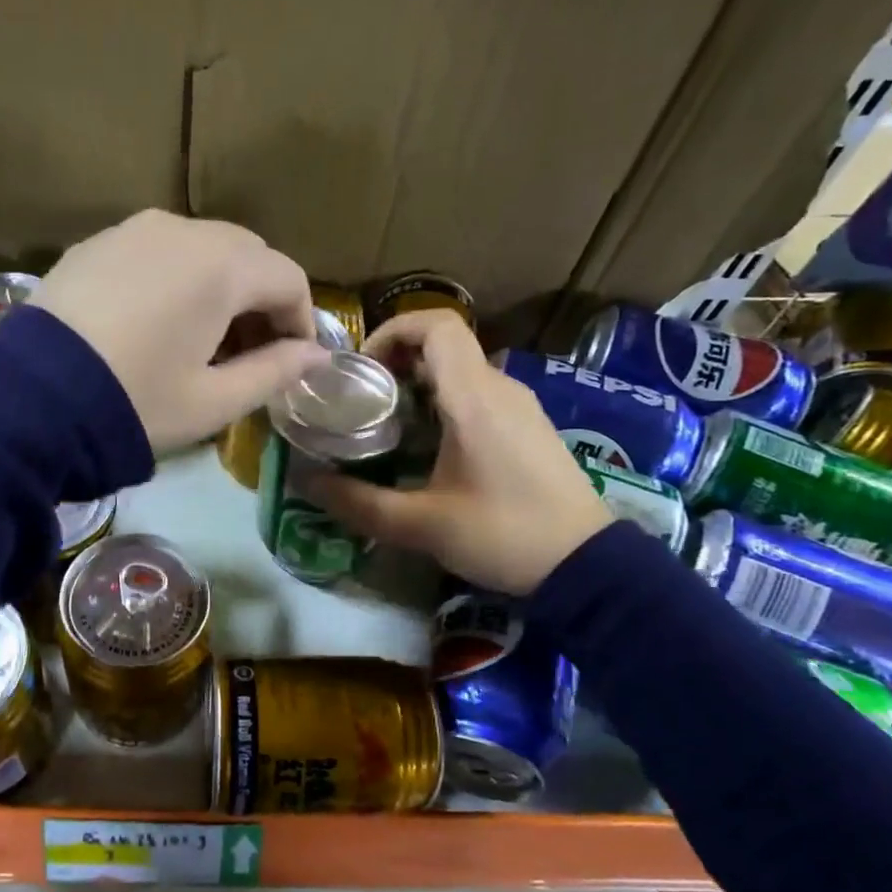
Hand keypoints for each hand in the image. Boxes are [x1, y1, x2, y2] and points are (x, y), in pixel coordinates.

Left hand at [33, 210, 330, 453]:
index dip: (301, 321)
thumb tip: (317, 355)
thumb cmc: (136, 403)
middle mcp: (182, 230)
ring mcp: (133, 230)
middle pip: (247, 255)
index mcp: (221, 266)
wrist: (30, 400)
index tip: (292, 362)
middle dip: (260, 300)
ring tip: (202, 340)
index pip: (288, 278)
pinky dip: (175, 279)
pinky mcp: (96, 243)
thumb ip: (275, 371)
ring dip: (218, 287)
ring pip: (201, 248)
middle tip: (249, 353)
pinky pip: (156, 251)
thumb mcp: (213, 401)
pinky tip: (156, 321)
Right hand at [307, 309, 611, 594]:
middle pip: (444, 344)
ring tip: (386, 423)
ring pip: (461, 369)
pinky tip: (427, 444)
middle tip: (361, 400)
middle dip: (396, 361)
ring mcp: (519, 406)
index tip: (361, 369)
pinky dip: (444, 400)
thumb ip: (358, 502)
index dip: (392, 332)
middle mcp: (500, 389)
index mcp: (474, 399)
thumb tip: (305, 482)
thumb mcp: (421, 525)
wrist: (586, 566)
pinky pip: (478, 393)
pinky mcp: (528, 427)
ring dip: (418, 383)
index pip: (436, 325)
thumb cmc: (503, 535)